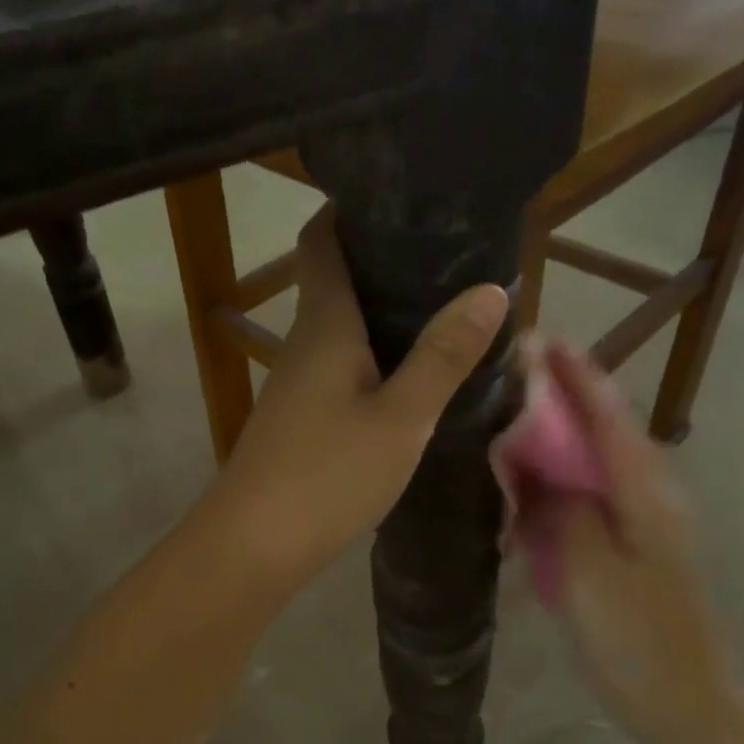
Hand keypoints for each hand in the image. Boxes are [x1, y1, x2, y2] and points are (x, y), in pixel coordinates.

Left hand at [205, 204, 507, 592]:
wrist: (253, 545)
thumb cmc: (328, 473)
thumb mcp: (401, 418)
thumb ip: (443, 357)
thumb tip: (490, 290)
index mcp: (324, 325)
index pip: (322, 241)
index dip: (349, 210)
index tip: (400, 198)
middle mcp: (303, 344)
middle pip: (335, 282)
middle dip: (384, 264)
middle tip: (448, 257)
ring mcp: (295, 385)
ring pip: (339, 330)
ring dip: (381, 317)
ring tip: (441, 312)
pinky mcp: (297, 420)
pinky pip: (338, 370)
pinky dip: (372, 359)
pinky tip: (406, 378)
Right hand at [534, 344, 739, 743]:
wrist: (686, 706)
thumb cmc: (638, 641)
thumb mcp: (590, 572)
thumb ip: (560, 509)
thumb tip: (532, 463)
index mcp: (644, 493)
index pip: (607, 415)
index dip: (574, 374)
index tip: (537, 339)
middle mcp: (648, 496)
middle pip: (602, 431)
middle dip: (560, 398)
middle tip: (507, 380)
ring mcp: (640, 525)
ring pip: (592, 465)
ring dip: (555, 440)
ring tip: (506, 424)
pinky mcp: (628, 550)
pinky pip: (586, 501)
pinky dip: (555, 484)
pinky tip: (524, 492)